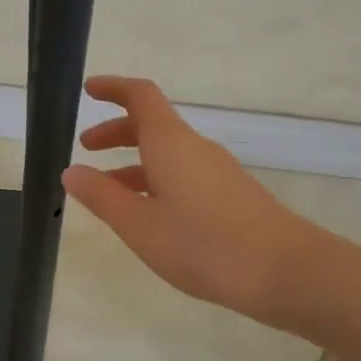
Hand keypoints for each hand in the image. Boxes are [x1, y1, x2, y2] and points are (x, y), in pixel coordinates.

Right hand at [63, 76, 339, 330]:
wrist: (288, 272)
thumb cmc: (204, 244)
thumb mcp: (140, 225)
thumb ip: (102, 197)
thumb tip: (72, 171)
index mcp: (170, 142)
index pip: (140, 96)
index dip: (113, 88)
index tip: (88, 90)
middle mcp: (194, 148)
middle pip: (151, 124)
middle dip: (116, 131)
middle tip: (86, 147)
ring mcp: (217, 171)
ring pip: (167, 153)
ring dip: (133, 162)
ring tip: (107, 192)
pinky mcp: (231, 195)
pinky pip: (183, 174)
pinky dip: (156, 181)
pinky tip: (148, 216)